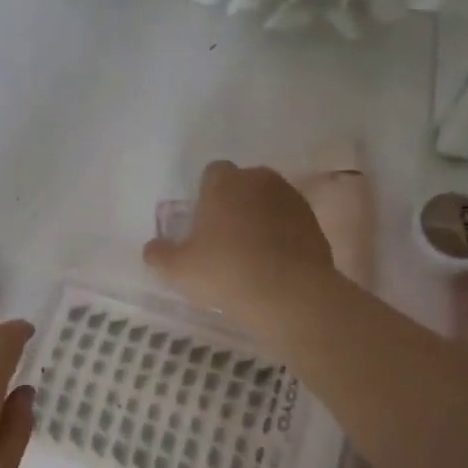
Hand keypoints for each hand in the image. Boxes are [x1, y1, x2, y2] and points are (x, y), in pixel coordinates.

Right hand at [143, 161, 338, 335]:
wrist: (289, 294)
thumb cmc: (225, 272)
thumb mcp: (178, 270)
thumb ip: (160, 255)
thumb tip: (152, 248)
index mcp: (225, 182)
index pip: (212, 173)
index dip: (205, 195)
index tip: (202, 223)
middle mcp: (260, 180)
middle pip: (243, 184)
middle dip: (235, 204)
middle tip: (224, 239)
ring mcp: (292, 199)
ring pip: (269, 202)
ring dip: (261, 219)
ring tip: (251, 254)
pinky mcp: (315, 223)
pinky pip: (291, 223)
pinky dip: (283, 237)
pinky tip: (275, 264)